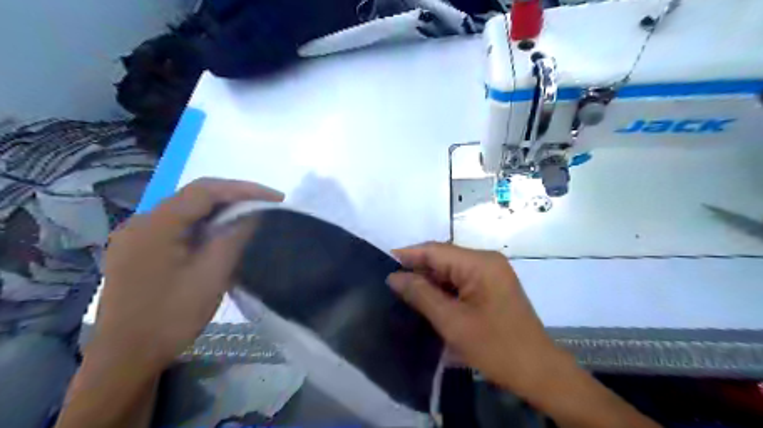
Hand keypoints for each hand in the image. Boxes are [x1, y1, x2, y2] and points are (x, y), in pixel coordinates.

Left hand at [87, 177, 280, 377]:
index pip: (205, 191)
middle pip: (193, 198)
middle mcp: (141, 222)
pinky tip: (218, 237)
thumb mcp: (211, 275)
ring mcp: (134, 237)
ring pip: (185, 212)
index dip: (244, 189)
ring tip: (248, 218)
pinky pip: (175, 227)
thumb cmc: (171, 317)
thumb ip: (233, 238)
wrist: (125, 358)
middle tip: (265, 206)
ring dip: (218, 212)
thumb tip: (251, 214)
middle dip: (232, 198)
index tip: (276, 197)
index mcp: (156, 224)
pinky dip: (202, 226)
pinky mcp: (135, 252)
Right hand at [390, 245, 659, 427]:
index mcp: (480, 263)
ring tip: (402, 291)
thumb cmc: (495, 347)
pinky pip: (461, 280)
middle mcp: (486, 261)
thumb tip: (394, 277)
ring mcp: (491, 273)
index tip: (383, 264)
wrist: (538, 372)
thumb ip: (421, 294)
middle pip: (443, 258)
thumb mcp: (452, 321)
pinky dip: (443, 288)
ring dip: (429, 280)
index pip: (435, 250)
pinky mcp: (492, 286)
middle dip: (417, 269)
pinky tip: (427, 298)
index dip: (407, 255)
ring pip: (450, 270)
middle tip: (390, 283)